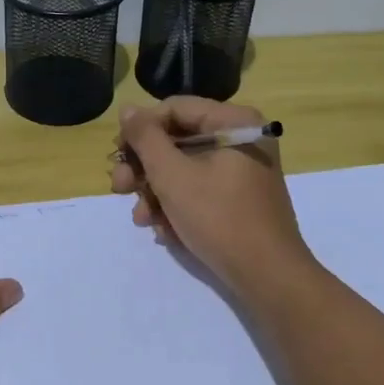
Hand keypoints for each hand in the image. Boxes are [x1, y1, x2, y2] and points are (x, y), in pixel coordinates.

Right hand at [111, 98, 316, 299]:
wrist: (267, 276)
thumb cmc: (219, 218)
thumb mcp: (173, 176)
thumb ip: (146, 139)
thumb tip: (127, 110)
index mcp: (233, 122)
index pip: (174, 109)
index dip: (140, 129)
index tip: (117, 155)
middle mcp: (240, 138)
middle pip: (177, 139)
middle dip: (144, 167)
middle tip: (120, 188)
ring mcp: (241, 169)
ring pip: (183, 168)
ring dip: (155, 192)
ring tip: (142, 219)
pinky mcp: (238, 197)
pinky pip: (198, 189)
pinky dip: (176, 206)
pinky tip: (162, 230)